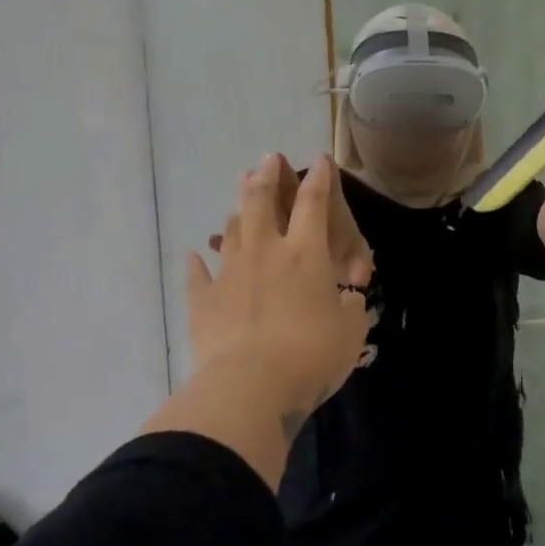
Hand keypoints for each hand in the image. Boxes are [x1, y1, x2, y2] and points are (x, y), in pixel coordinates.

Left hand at [186, 155, 372, 415]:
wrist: (250, 386)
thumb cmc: (311, 355)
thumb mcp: (351, 331)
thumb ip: (349, 306)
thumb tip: (345, 296)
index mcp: (306, 255)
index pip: (314, 205)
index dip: (319, 180)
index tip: (320, 161)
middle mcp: (265, 252)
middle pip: (262, 202)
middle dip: (267, 177)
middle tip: (268, 159)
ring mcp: (229, 273)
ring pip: (232, 231)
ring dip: (238, 210)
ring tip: (240, 198)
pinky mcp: (203, 301)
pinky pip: (198, 274)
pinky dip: (197, 263)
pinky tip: (194, 254)